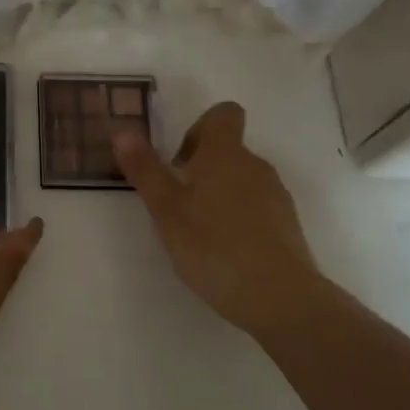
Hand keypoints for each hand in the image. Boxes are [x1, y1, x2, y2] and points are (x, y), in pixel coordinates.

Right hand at [115, 102, 321, 339]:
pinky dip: (238, 218)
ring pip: (241, 180)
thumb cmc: (213, 246)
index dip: (199, 128)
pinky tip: (224, 251)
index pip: (223, 114)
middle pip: (228, 150)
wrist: (278, 296)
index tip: (179, 161)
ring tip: (198, 232)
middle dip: (200, 169)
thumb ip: (145, 169)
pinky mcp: (287, 224)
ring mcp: (276, 195)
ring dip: (218, 194)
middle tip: (177, 204)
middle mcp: (255, 166)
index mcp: (225, 155)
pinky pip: (257, 207)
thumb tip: (123, 130)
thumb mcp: (166, 210)